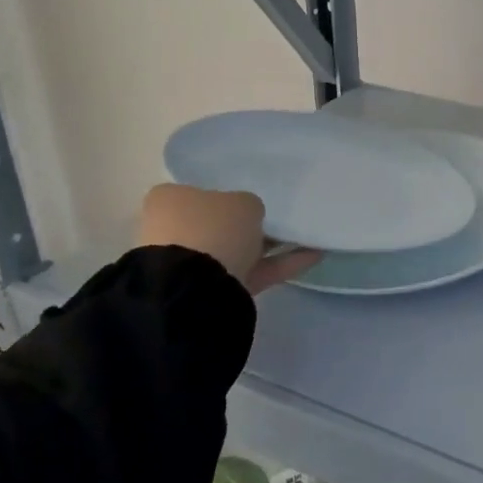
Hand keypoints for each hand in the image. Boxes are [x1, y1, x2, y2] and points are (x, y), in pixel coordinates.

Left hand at [136, 184, 319, 294]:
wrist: (195, 287)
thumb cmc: (213, 228)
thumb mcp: (243, 202)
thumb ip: (248, 205)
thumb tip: (248, 216)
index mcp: (170, 200)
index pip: (199, 192)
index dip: (227, 194)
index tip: (254, 198)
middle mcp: (174, 231)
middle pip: (218, 223)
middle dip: (247, 225)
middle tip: (280, 219)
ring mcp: (190, 264)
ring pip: (236, 249)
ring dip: (269, 245)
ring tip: (307, 236)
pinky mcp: (211, 290)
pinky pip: (252, 272)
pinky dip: (280, 264)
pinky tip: (313, 255)